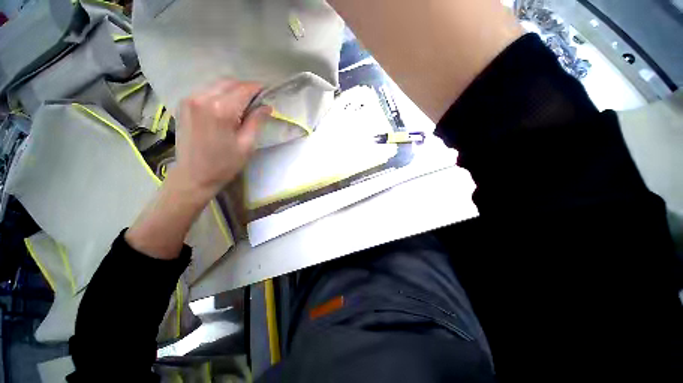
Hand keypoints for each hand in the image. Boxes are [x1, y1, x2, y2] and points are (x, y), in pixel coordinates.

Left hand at [173, 79, 271, 199]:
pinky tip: (226, 107)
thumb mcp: (247, 145)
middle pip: (229, 83)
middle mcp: (202, 98)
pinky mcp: (184, 104)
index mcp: (220, 110)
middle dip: (245, 88)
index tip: (267, 91)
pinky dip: (219, 94)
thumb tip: (267, 106)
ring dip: (232, 90)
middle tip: (257, 100)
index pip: (243, 90)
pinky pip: (206, 91)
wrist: (194, 175)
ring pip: (217, 85)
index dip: (257, 89)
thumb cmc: (224, 164)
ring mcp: (190, 99)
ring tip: (243, 104)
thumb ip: (256, 121)